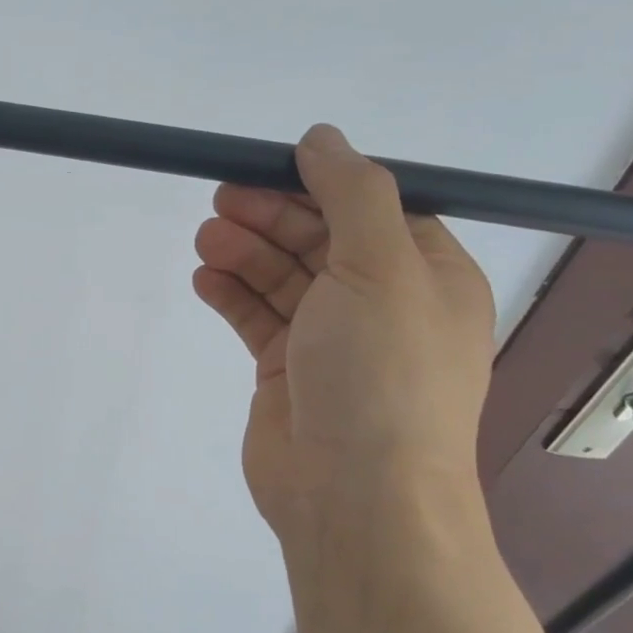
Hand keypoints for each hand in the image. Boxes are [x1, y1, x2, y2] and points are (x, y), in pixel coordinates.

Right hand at [192, 124, 495, 550]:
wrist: (354, 494)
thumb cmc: (381, 374)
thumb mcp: (381, 268)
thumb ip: (352, 194)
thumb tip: (322, 137)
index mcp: (426, 276)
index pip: (371, 209)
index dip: (318, 185)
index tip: (265, 168)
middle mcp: (382, 305)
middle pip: (319, 240)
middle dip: (271, 217)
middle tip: (221, 201)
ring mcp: (332, 340)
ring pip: (283, 278)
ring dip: (245, 253)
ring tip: (206, 240)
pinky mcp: (287, 371)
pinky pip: (257, 318)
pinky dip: (232, 295)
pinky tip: (205, 279)